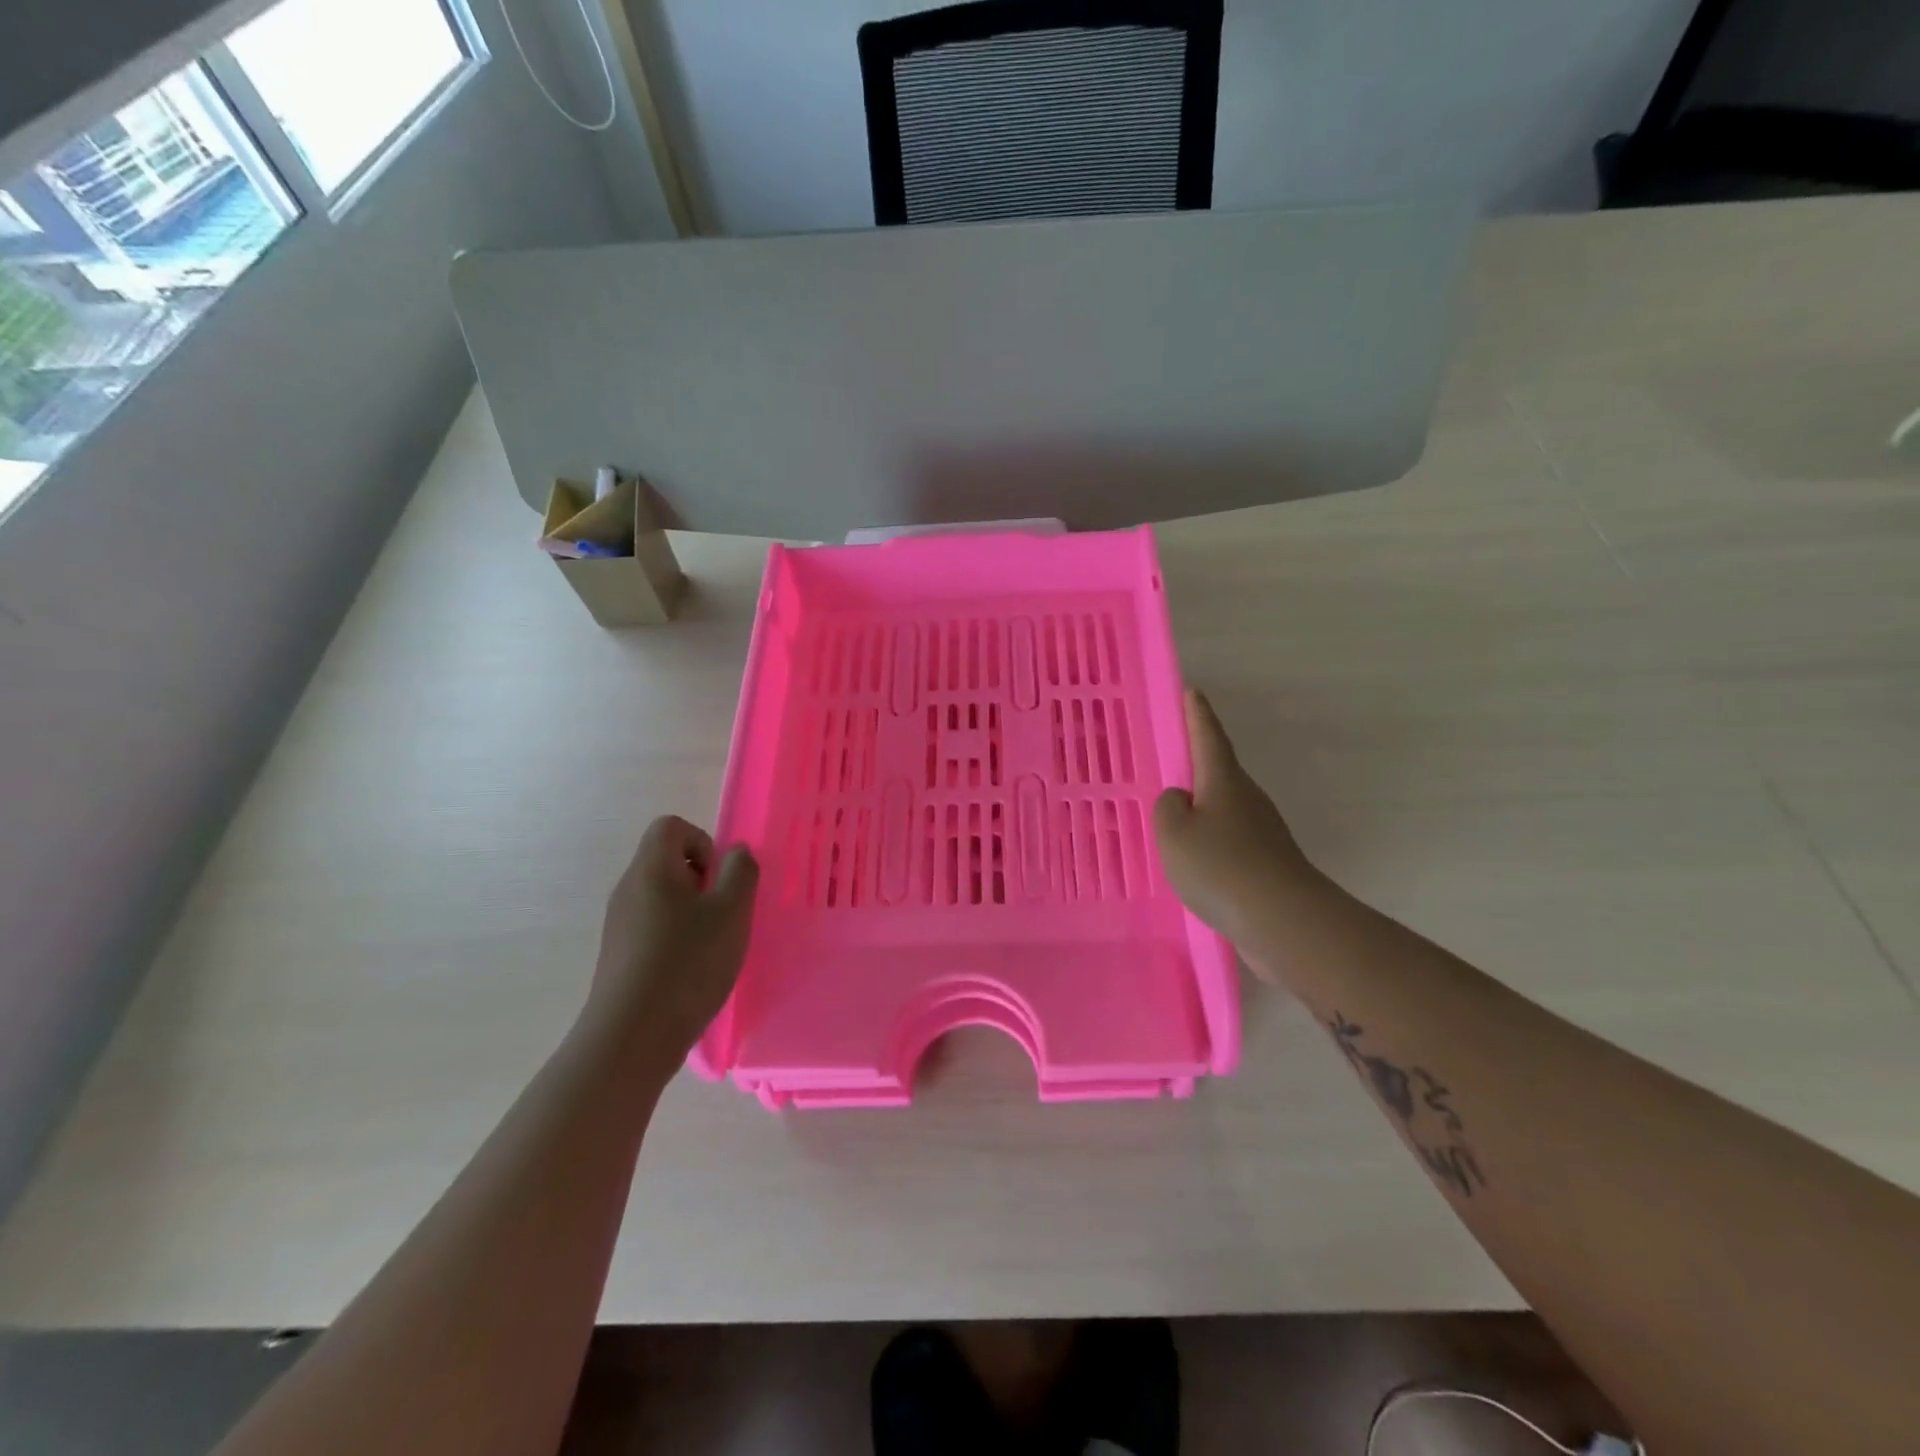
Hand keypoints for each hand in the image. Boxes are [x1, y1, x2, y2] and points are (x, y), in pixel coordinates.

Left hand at [588, 816, 758, 1061]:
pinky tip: (692, 971)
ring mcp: (619, 924)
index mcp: (652, 869)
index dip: (703, 842)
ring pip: (662, 897)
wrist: (631, 1037)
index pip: (671, 826)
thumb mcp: (731, 911)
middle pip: (666, 861)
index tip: (720, 879)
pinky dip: (676, 937)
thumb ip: (740, 872)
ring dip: (692, 911)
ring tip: (712, 946)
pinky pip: (652, 928)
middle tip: (723, 914)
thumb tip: (735, 853)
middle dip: (702, 880)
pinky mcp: (619, 956)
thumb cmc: (687, 963)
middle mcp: (628, 889)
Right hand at [1154, 689, 1317, 956]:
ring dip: (1201, 810)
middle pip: (1218, 773)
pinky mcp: (1266, 864)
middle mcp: (1247, 799)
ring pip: (1222, 811)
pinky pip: (1228, 842)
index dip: (1197, 715)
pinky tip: (1193, 864)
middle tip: (1170, 762)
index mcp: (1224, 781)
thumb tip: (1181, 802)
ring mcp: (1261, 832)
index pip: (1208, 737)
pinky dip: (1209, 844)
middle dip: (1195, 766)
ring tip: (1171, 821)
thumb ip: (1168, 808)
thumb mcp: (1174, 833)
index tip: (1192, 692)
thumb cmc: (1221, 867)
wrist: (1284, 922)